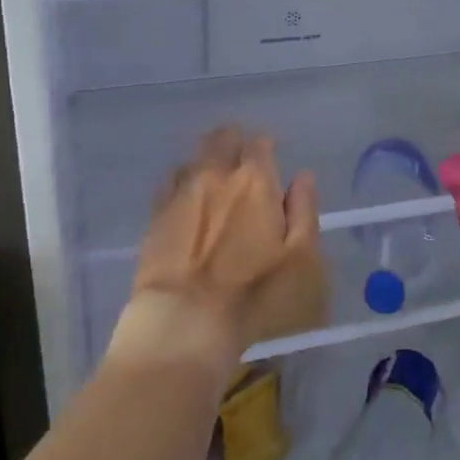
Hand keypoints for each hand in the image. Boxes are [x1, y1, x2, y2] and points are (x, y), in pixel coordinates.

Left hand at [109, 127, 325, 373]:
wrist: (185, 320)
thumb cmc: (255, 293)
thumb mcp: (301, 257)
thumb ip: (304, 211)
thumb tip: (302, 177)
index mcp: (255, 181)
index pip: (260, 143)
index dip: (267, 147)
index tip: (272, 158)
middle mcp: (216, 174)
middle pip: (222, 138)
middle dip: (235, 142)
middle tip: (243, 160)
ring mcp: (180, 192)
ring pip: (194, 156)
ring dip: (208, 159)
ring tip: (215, 178)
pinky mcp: (155, 215)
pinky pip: (169, 182)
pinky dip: (182, 181)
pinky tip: (187, 197)